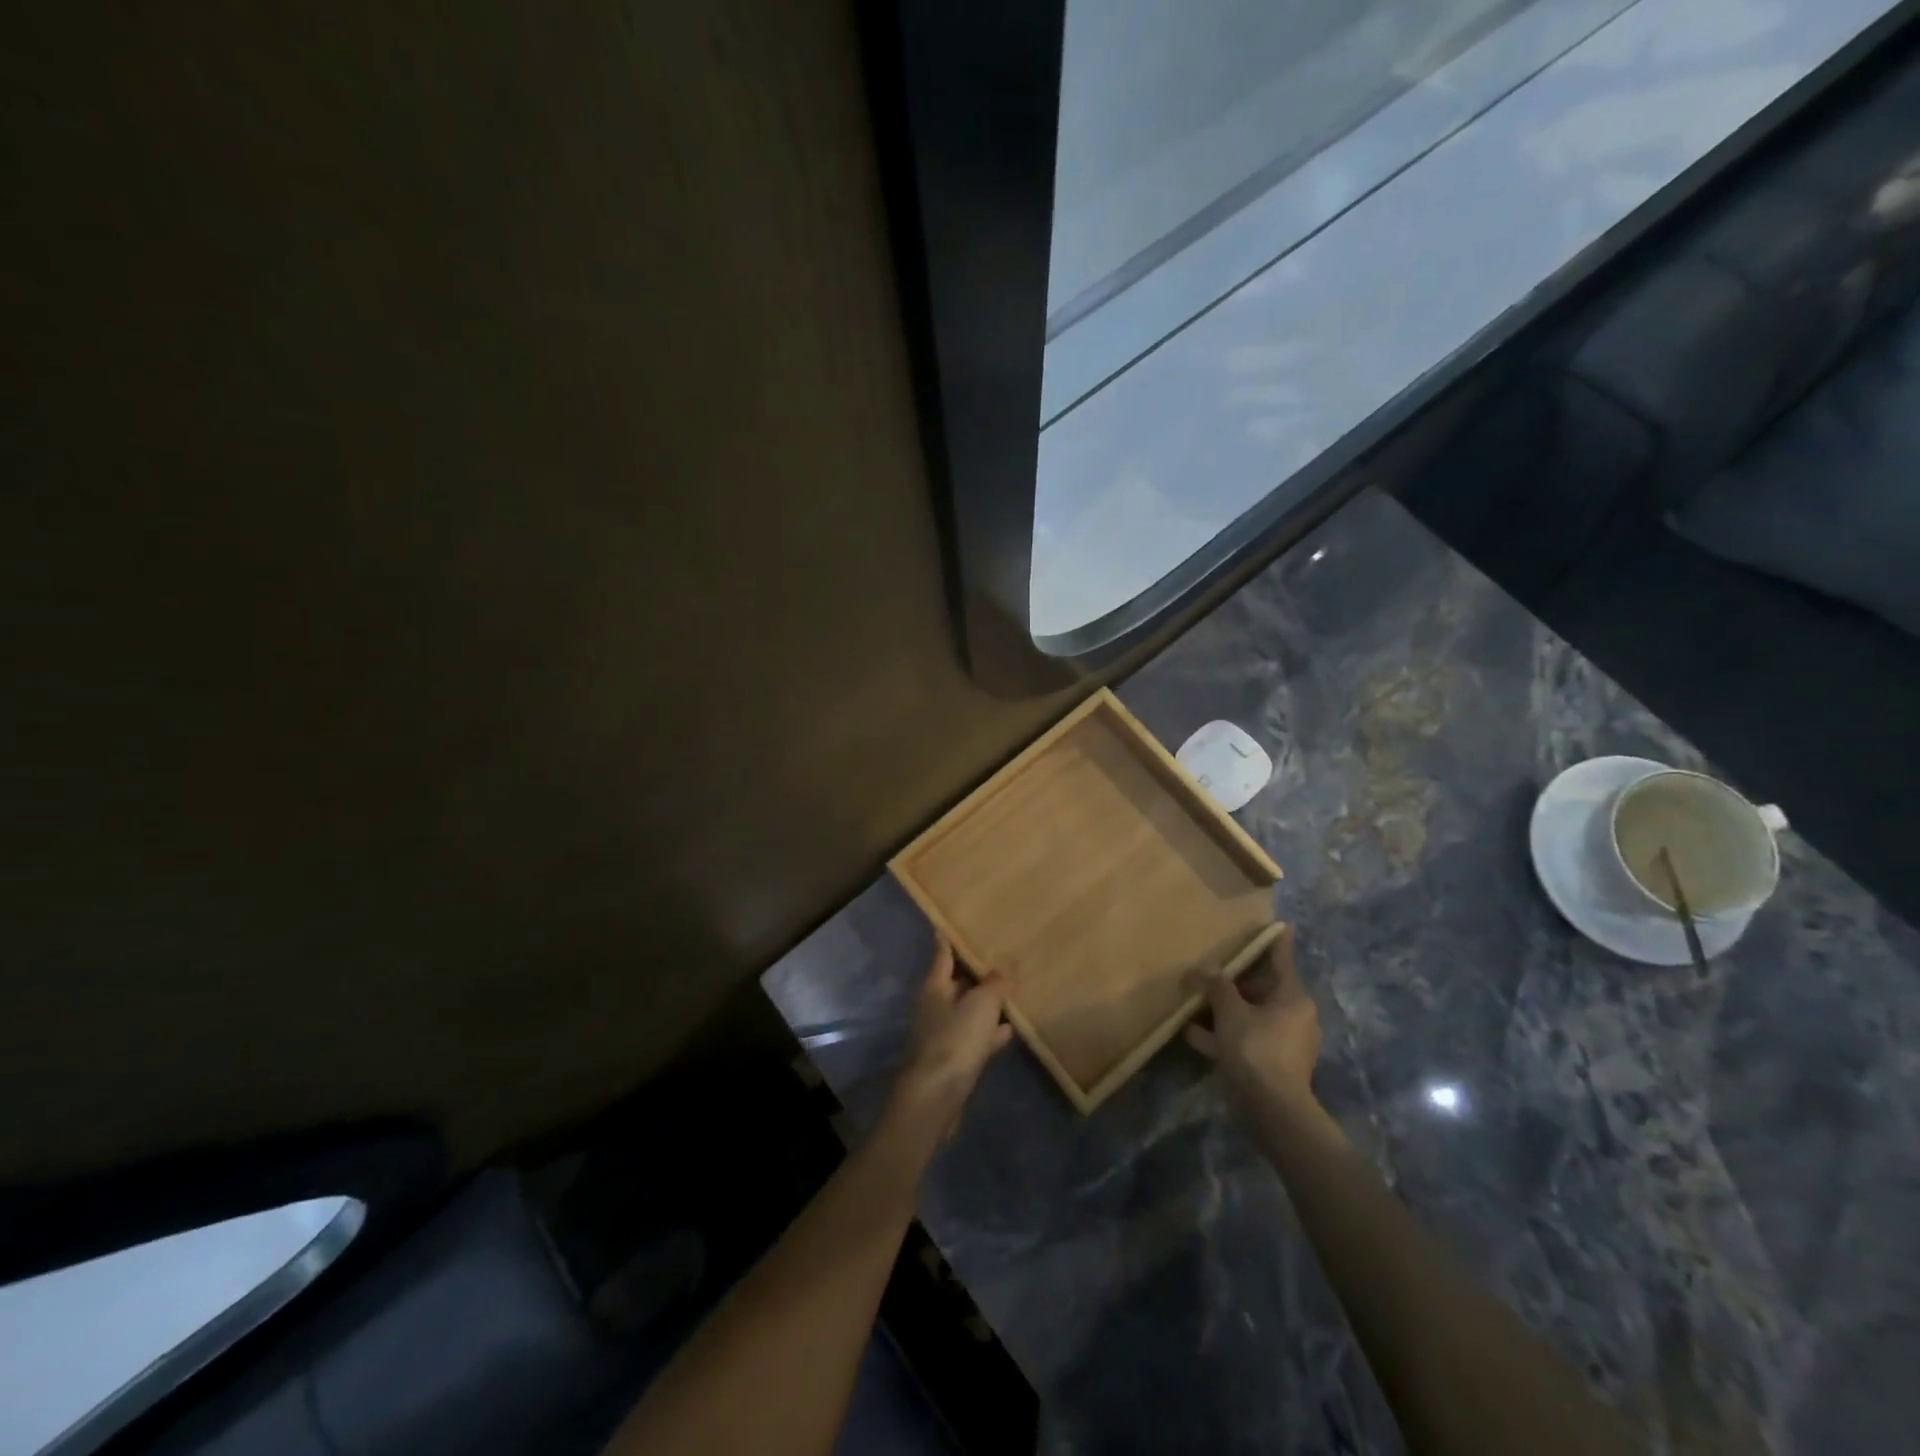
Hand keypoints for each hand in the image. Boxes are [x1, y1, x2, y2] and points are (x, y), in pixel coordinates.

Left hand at [886, 938, 1012, 1139]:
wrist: (935, 1097)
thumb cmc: (955, 1040)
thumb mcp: (982, 1004)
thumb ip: (995, 983)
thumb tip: (1004, 967)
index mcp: (934, 986)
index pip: (942, 954)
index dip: (947, 939)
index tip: (949, 925)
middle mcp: (934, 1006)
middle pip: (955, 982)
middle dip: (974, 973)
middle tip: (997, 958)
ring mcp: (941, 1034)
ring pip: (966, 1011)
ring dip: (984, 1004)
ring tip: (1009, 993)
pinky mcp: (951, 1061)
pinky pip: (974, 1038)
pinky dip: (989, 1033)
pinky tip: (1008, 1031)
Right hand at [1185, 926, 1333, 1129]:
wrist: (1273, 1111)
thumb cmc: (1257, 1050)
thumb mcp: (1230, 1012)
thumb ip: (1215, 987)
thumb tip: (1200, 972)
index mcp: (1293, 997)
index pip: (1283, 959)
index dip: (1276, 940)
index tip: (1280, 923)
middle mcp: (1294, 1016)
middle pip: (1262, 988)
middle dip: (1234, 980)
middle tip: (1212, 966)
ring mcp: (1284, 1041)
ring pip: (1250, 1014)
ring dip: (1223, 1009)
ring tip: (1194, 999)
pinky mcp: (1271, 1064)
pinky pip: (1245, 1038)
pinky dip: (1223, 1034)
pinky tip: (1192, 1034)